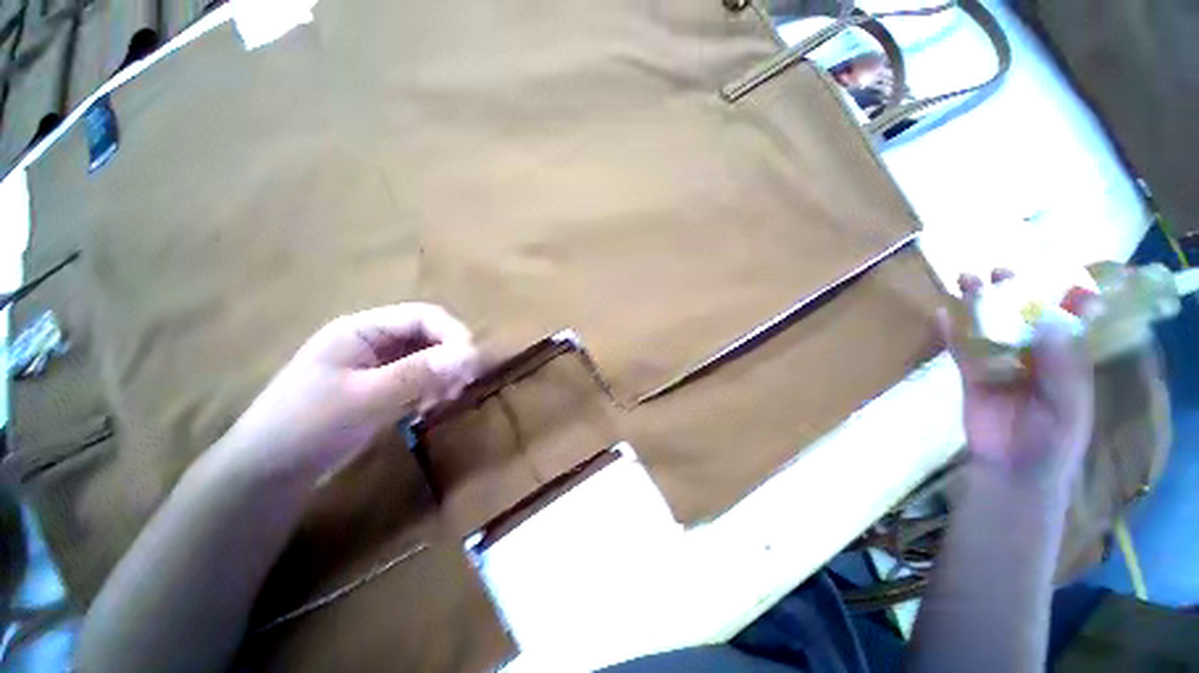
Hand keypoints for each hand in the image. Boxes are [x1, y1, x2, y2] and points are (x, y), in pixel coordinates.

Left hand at [221, 304, 479, 478]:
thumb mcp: (364, 399)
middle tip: (460, 386)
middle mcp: (373, 342)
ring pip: (427, 359)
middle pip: (428, 336)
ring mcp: (377, 366)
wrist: (267, 473)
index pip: (423, 316)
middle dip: (450, 358)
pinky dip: (430, 391)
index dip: (453, 333)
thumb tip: (469, 356)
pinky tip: (425, 410)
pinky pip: (418, 380)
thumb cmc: (307, 426)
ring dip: (443, 376)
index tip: (472, 363)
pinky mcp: (380, 389)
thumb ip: (418, 375)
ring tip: (442, 401)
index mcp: (362, 330)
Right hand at [937, 271, 1094, 492]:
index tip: (1048, 271)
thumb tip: (1049, 323)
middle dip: (1012, 294)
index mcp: (1066, 360)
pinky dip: (950, 333)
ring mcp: (1000, 365)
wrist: (1012, 469)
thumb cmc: (1052, 441)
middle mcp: (1034, 356)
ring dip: (978, 306)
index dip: (1058, 295)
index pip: (1065, 321)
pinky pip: (960, 350)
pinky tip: (940, 315)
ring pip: (989, 329)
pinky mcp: (972, 376)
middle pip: (1022, 318)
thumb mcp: (1067, 406)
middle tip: (999, 271)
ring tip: (965, 281)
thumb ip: (1061, 368)